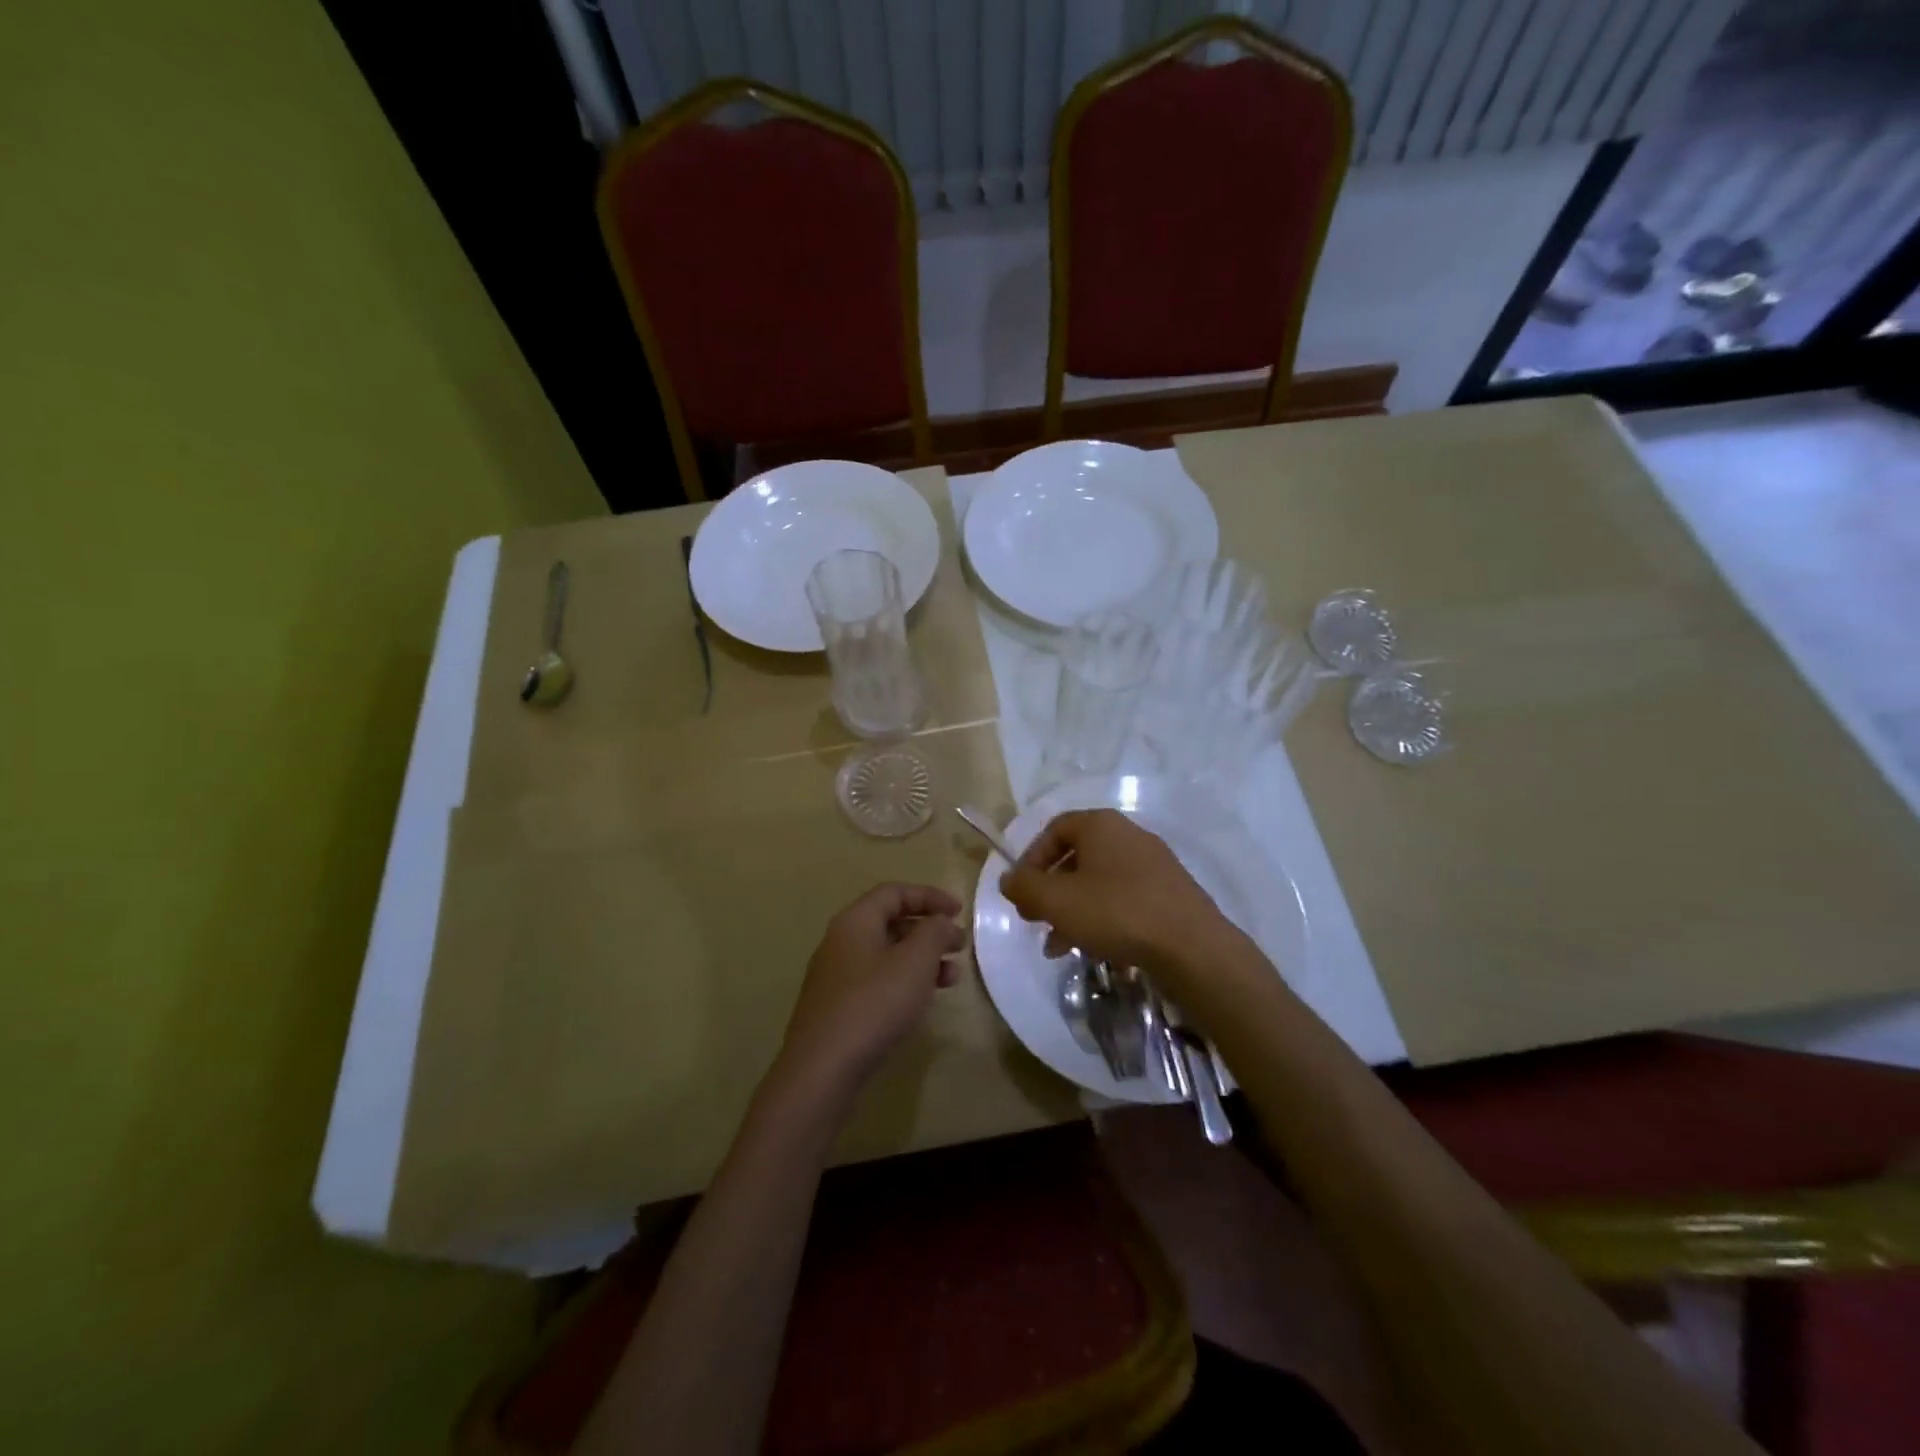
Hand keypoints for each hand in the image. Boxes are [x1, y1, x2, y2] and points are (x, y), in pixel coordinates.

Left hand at [777, 883, 965, 1099]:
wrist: (822, 1070)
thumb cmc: (873, 1004)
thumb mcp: (915, 962)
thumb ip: (934, 932)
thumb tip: (939, 922)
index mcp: (855, 921)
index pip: (894, 893)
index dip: (929, 896)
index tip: (959, 912)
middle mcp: (840, 942)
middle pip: (889, 922)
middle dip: (928, 931)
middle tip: (959, 947)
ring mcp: (835, 977)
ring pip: (886, 955)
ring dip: (921, 960)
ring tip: (951, 978)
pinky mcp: (837, 1008)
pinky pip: (877, 981)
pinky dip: (904, 982)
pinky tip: (922, 1003)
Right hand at [999, 810, 1227, 978]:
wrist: (1193, 948)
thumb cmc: (1116, 913)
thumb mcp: (1056, 901)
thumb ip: (1024, 886)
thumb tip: (1008, 879)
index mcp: (1101, 825)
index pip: (1054, 829)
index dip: (1031, 858)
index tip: (1020, 890)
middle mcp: (1129, 835)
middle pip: (1076, 857)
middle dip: (1050, 889)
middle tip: (1035, 919)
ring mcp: (1153, 864)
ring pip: (1099, 882)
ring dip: (1072, 909)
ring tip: (1057, 945)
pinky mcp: (1169, 893)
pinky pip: (1124, 898)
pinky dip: (1102, 917)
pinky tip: (1093, 948)